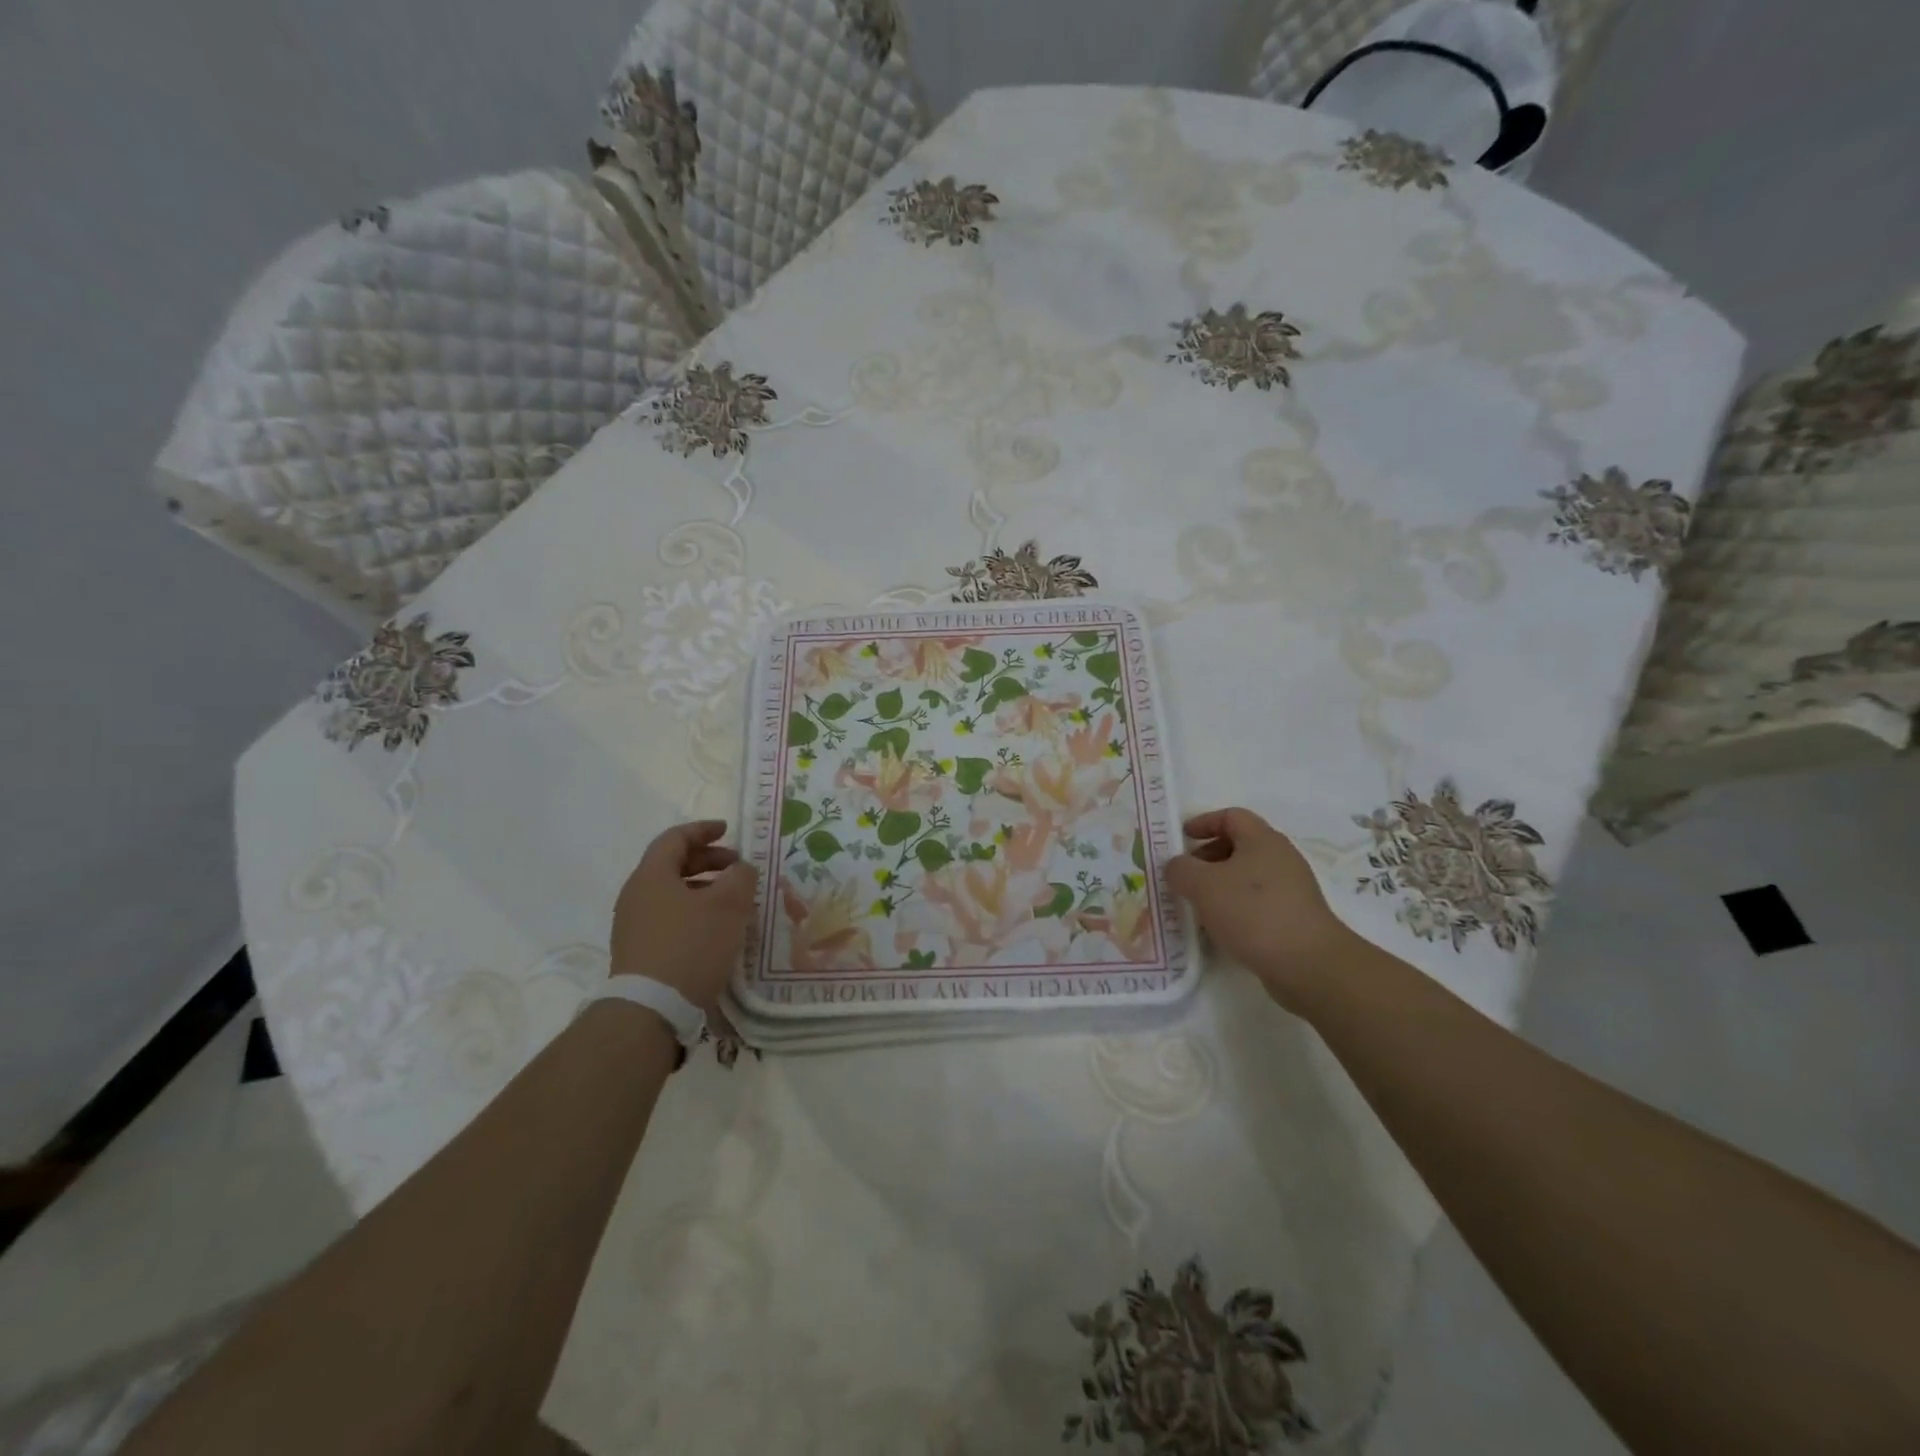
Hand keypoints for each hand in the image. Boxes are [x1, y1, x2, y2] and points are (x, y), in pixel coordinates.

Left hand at [610, 820, 757, 1012]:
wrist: (651, 1010)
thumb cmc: (691, 946)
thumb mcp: (728, 905)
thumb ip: (740, 877)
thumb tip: (741, 868)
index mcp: (651, 876)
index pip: (675, 838)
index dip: (703, 830)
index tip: (727, 831)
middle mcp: (636, 895)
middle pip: (671, 865)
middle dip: (707, 861)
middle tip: (737, 867)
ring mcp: (633, 926)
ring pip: (671, 893)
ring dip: (703, 889)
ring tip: (733, 900)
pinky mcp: (639, 952)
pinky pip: (668, 917)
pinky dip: (694, 911)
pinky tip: (716, 929)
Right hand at [1166, 808, 1353, 1010]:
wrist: (1308, 964)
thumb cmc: (1253, 913)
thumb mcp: (1203, 885)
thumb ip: (1181, 870)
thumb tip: (1176, 866)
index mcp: (1262, 840)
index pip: (1231, 816)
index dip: (1204, 822)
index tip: (1182, 837)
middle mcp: (1281, 858)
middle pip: (1240, 845)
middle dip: (1208, 856)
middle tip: (1186, 875)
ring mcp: (1292, 889)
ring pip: (1248, 876)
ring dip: (1220, 885)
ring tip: (1199, 905)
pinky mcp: (1295, 917)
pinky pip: (1258, 902)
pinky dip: (1236, 907)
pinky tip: (1222, 928)